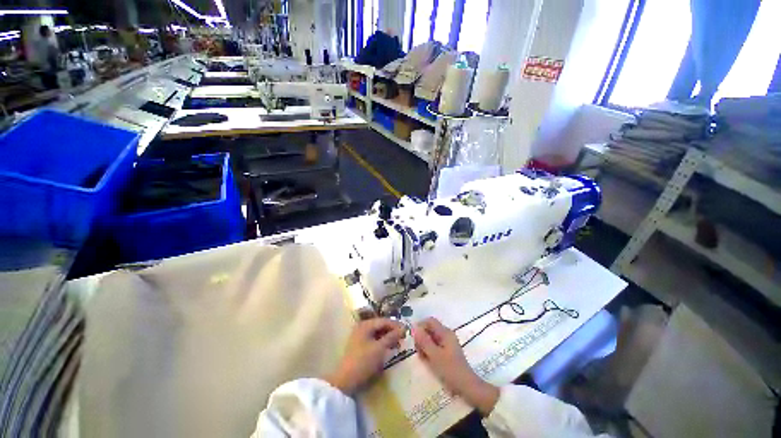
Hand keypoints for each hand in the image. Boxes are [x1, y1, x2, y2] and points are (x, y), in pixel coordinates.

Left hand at [325, 318, 405, 394]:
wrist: (345, 381)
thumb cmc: (364, 362)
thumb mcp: (380, 348)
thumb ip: (392, 337)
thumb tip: (403, 329)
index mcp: (366, 324)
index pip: (384, 321)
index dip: (396, 325)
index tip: (407, 330)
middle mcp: (362, 327)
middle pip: (380, 325)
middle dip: (392, 331)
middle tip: (403, 337)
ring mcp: (359, 336)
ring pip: (377, 333)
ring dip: (387, 337)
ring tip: (397, 343)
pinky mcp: (358, 346)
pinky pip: (373, 339)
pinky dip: (381, 342)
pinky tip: (388, 348)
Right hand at [412, 318, 498, 415]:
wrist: (467, 387)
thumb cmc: (451, 370)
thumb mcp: (435, 355)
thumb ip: (424, 341)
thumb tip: (414, 329)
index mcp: (445, 332)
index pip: (429, 321)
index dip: (420, 326)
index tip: (413, 337)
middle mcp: (446, 335)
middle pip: (430, 329)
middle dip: (421, 337)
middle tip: (417, 350)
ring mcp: (447, 344)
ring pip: (431, 339)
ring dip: (424, 345)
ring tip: (422, 357)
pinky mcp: (447, 353)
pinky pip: (434, 347)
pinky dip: (429, 351)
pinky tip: (427, 361)